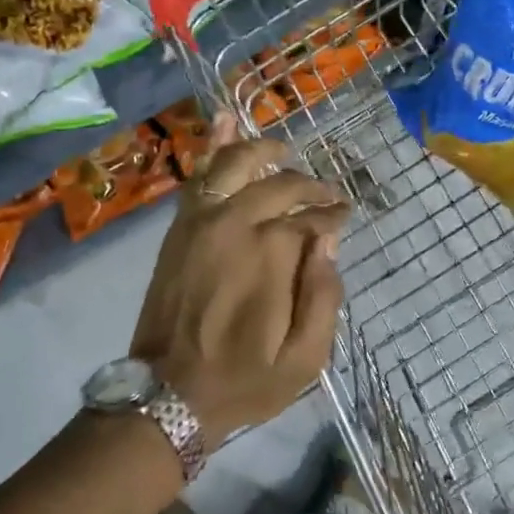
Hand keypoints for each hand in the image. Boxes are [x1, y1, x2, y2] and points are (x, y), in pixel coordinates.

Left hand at [131, 116, 349, 436]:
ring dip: (263, 150)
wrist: (168, 393)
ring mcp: (203, 219)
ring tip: (283, 150)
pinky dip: (214, 145)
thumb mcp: (305, 358)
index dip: (333, 214)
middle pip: (281, 184)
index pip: (313, 216)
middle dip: (310, 185)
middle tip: (326, 194)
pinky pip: (198, 174)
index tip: (345, 217)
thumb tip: (329, 241)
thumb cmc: (244, 379)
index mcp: (272, 253)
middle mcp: (237, 223)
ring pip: (236, 164)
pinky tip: (225, 120)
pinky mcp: (181, 226)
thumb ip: (324, 295)